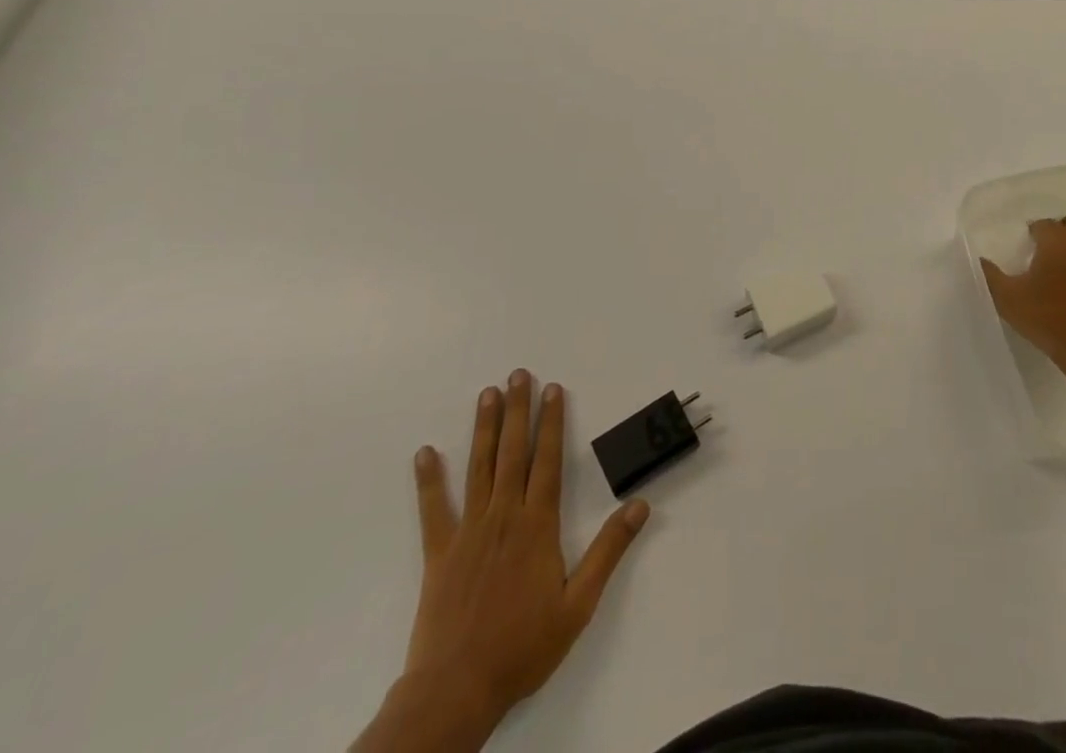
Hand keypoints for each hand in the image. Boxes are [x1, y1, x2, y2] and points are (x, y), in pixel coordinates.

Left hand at [375, 372, 649, 747]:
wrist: (456, 691)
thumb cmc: (522, 647)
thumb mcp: (578, 604)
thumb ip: (609, 551)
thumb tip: (640, 505)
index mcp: (537, 525)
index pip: (548, 460)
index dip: (552, 422)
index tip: (554, 389)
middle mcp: (504, 516)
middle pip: (513, 453)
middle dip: (518, 410)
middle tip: (518, 375)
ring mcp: (468, 532)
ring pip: (479, 468)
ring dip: (484, 429)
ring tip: (486, 395)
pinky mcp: (439, 554)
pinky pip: (433, 510)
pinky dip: (429, 480)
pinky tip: (424, 453)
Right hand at [980, 214, 1065, 374]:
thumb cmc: (1048, 318)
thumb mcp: (1008, 299)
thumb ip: (990, 276)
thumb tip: (979, 260)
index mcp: (1057, 240)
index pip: (1043, 224)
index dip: (1032, 233)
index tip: (1024, 247)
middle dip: (1058, 231)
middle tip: (1043, 251)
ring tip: (1059, 270)